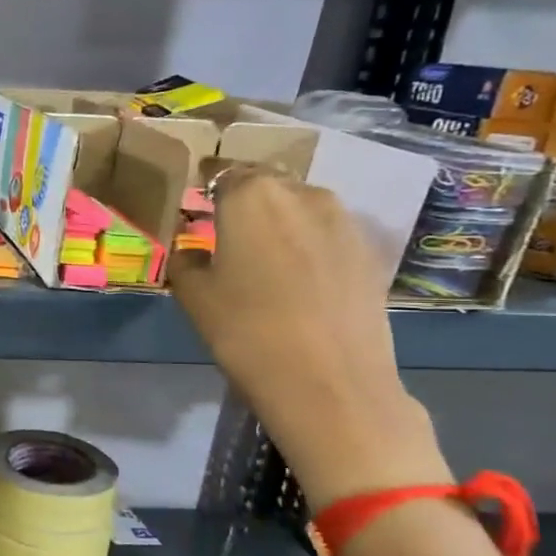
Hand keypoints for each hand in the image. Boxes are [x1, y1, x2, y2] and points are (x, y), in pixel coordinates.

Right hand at [168, 167, 449, 508]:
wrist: (329, 383)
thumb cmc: (245, 332)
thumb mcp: (193, 296)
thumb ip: (186, 260)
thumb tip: (194, 250)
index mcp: (251, 195)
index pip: (222, 172)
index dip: (207, 184)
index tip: (196, 201)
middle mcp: (301, 193)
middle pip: (266, 184)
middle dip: (245, 199)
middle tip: (225, 228)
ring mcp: (343, 220)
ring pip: (300, 205)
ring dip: (279, 219)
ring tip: (262, 252)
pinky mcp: (369, 251)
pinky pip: (326, 233)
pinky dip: (308, 243)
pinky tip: (297, 276)